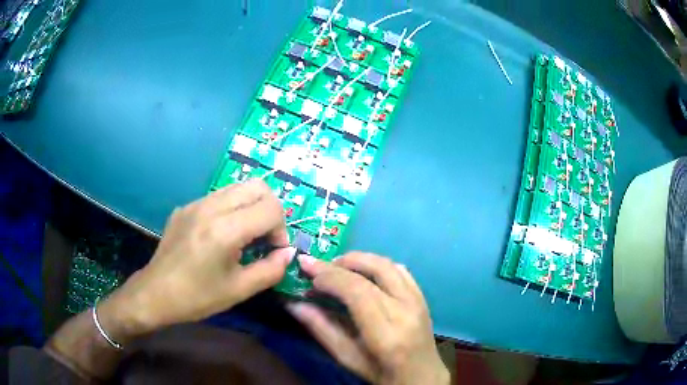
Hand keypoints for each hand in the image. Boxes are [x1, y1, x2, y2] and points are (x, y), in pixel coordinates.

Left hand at [100, 180, 295, 337]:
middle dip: (270, 209)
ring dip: (250, 206)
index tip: (274, 250)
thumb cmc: (197, 297)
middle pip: (257, 186)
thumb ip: (271, 270)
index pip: (271, 208)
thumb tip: (288, 253)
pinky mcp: (185, 207)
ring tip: (245, 234)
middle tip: (265, 236)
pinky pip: (218, 197)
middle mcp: (210, 207)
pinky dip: (231, 209)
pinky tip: (221, 235)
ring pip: (237, 187)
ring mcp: (195, 203)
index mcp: (225, 230)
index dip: (281, 229)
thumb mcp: (239, 290)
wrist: (155, 293)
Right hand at [287, 253, 449, 384]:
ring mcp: (419, 300)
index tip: (306, 270)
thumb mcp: (347, 357)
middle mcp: (406, 310)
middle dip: (340, 263)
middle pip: (373, 271)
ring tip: (336, 268)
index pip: (358, 291)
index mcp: (387, 333)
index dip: (329, 276)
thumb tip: (293, 303)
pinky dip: (376, 264)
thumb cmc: (381, 373)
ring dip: (359, 259)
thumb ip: (320, 328)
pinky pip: (400, 269)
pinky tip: (362, 273)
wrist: (421, 376)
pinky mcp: (422, 296)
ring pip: (387, 264)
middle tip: (317, 267)